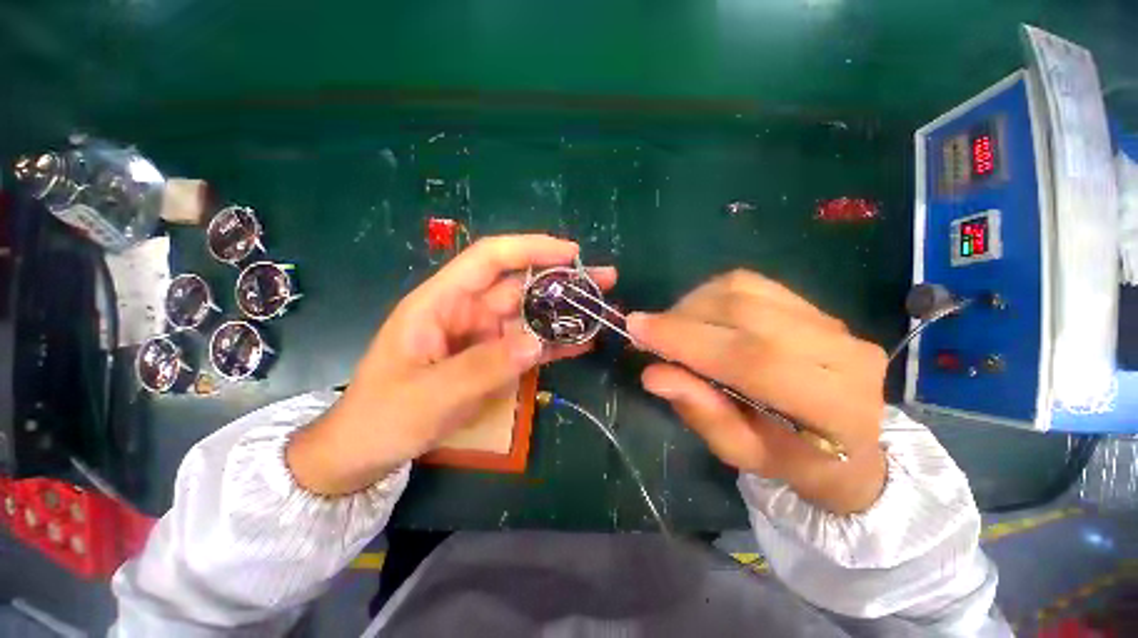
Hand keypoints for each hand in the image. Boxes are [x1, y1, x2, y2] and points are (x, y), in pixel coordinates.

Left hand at [287, 235, 616, 495]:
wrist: (368, 450)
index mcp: (441, 302)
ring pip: (529, 315)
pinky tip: (582, 343)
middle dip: (561, 280)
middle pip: (518, 285)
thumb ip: (483, 367)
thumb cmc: (385, 416)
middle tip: (603, 280)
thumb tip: (536, 342)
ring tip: (601, 310)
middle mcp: (465, 311)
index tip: (570, 252)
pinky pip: (528, 344)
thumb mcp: (430, 394)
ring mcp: (482, 336)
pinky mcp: (493, 358)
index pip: (489, 259)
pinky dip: (554, 343)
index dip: (530, 249)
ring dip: (564, 312)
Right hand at [626, 270, 886, 514]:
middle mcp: (840, 351)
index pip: (748, 357)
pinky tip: (698, 316)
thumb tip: (652, 373)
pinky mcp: (813, 305)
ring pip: (742, 289)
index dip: (685, 338)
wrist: (851, 443)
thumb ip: (702, 413)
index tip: (636, 327)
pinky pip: (749, 284)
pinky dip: (710, 295)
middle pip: (743, 312)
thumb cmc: (791, 460)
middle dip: (680, 318)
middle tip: (646, 330)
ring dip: (692, 304)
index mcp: (832, 406)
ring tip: (672, 327)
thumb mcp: (740, 453)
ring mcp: (831, 321)